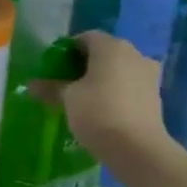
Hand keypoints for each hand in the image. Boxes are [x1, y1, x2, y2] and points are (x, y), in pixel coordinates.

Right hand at [60, 31, 173, 170]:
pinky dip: (116, 90)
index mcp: (110, 46)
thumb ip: (51, 87)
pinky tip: (103, 108)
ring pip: (118, 68)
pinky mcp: (155, 94)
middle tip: (66, 82)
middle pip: (103, 52)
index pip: (84, 38)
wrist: (138, 148)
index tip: (55, 68)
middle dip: (84, 64)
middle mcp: (133, 53)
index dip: (67, 50)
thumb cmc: (98, 112)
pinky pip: (129, 84)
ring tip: (84, 97)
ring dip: (102, 78)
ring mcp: (148, 73)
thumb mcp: (68, 98)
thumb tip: (31, 85)